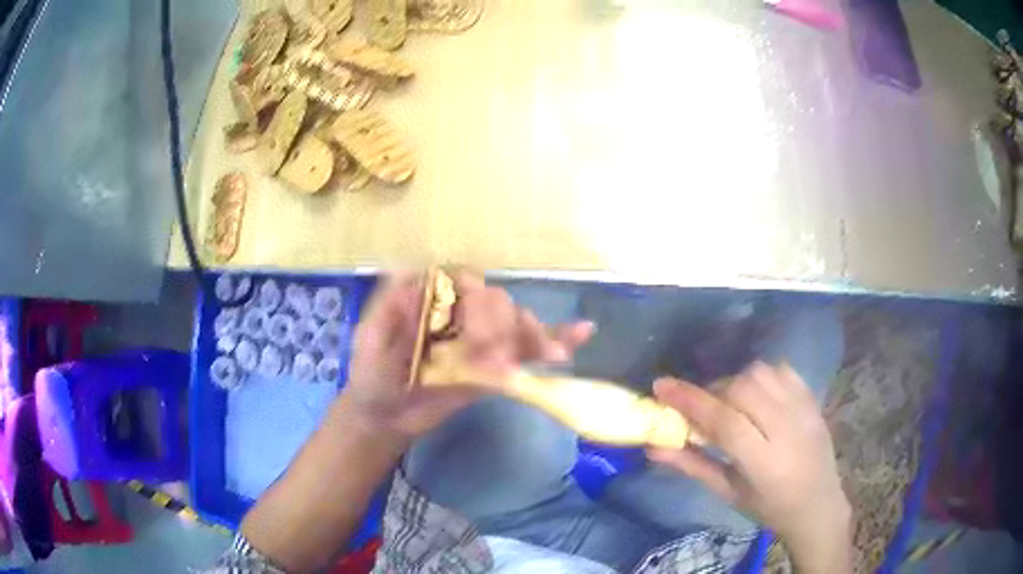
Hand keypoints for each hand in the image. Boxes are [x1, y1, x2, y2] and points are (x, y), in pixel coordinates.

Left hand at [340, 271, 593, 440]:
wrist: (385, 418)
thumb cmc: (371, 375)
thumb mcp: (369, 338)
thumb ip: (388, 308)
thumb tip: (415, 271)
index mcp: (433, 300)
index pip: (464, 282)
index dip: (476, 296)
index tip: (475, 322)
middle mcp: (461, 315)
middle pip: (497, 303)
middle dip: (506, 324)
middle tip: (496, 353)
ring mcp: (480, 342)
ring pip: (516, 326)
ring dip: (537, 335)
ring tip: (552, 352)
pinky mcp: (494, 368)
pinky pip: (525, 353)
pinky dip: (554, 342)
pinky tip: (582, 334)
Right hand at [649, 363, 851, 572]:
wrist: (818, 504)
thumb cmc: (769, 508)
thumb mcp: (728, 493)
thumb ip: (692, 465)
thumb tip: (653, 447)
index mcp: (765, 463)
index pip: (725, 421)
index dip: (690, 400)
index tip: (661, 385)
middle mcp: (788, 429)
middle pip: (743, 389)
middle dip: (714, 393)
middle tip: (703, 410)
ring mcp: (805, 410)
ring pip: (762, 373)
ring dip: (736, 382)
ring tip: (731, 404)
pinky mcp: (813, 399)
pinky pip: (782, 370)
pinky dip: (761, 376)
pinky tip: (756, 396)